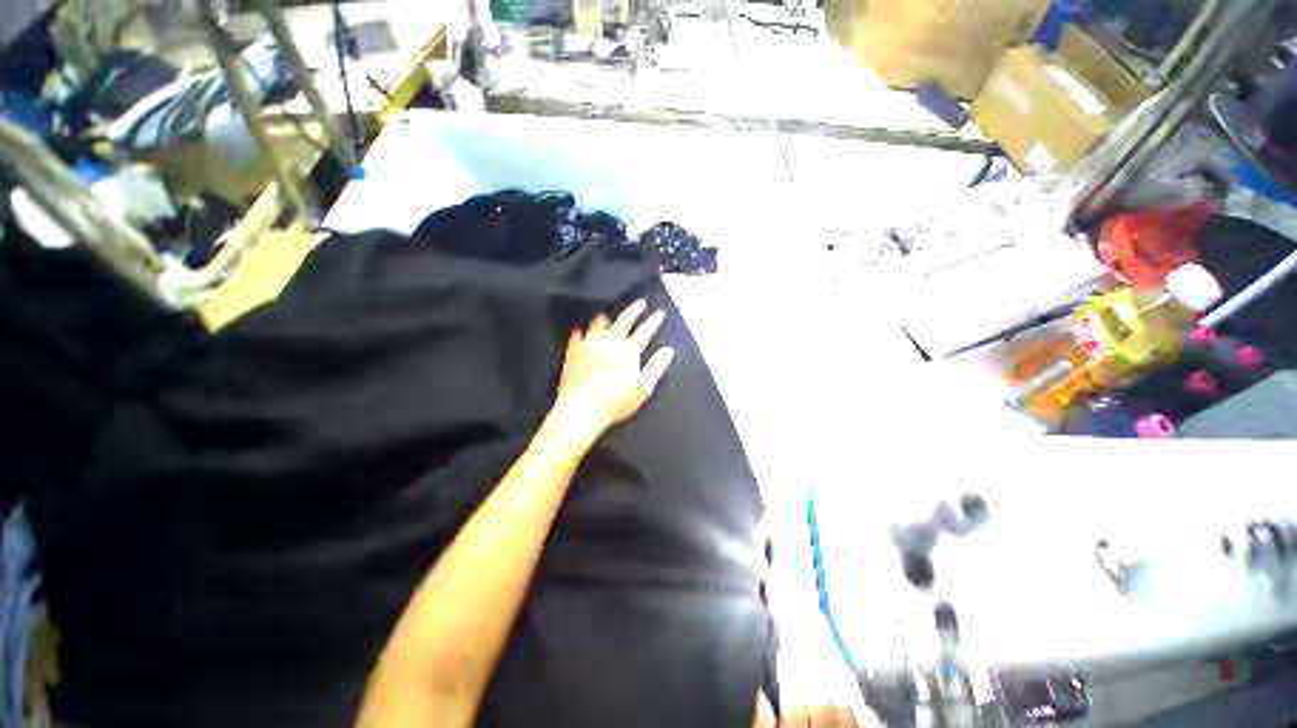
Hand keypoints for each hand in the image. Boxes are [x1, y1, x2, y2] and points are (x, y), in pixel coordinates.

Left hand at [553, 300, 674, 439]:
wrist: (582, 408)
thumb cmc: (616, 401)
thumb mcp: (643, 387)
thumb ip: (656, 366)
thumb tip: (669, 350)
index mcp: (628, 350)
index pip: (644, 331)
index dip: (653, 322)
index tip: (659, 313)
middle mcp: (609, 341)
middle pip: (624, 321)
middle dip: (634, 310)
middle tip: (640, 302)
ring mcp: (590, 344)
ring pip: (599, 324)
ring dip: (607, 318)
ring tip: (609, 315)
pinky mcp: (573, 351)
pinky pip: (577, 335)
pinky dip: (582, 331)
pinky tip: (581, 330)